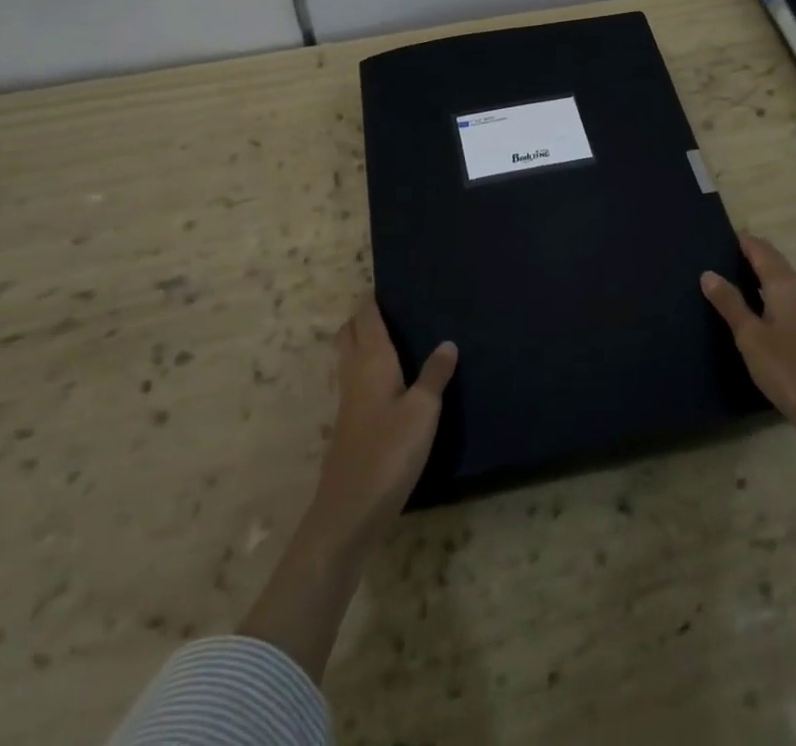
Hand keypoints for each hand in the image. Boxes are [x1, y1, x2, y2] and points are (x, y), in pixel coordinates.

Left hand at [306, 296, 457, 547]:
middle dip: (362, 317)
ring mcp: (347, 401)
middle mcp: (354, 373)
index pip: (366, 317)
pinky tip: (387, 381)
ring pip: (348, 357)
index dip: (372, 299)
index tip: (387, 284)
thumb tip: (448, 342)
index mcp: (372, 360)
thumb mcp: (424, 410)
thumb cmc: (390, 451)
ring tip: (391, 336)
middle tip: (389, 308)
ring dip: (361, 341)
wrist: (350, 510)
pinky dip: (365, 368)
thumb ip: (435, 374)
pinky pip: (354, 380)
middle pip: (349, 333)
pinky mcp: (348, 425)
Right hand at [701, 234, 795, 444]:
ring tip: (729, 280)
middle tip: (717, 255)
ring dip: (758, 276)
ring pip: (780, 282)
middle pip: (773, 263)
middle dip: (749, 255)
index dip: (742, 240)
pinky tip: (753, 310)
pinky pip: (785, 300)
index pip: (761, 250)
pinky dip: (766, 295)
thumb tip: (708, 273)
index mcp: (785, 285)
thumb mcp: (750, 336)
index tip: (718, 235)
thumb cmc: (788, 368)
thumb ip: (730, 303)